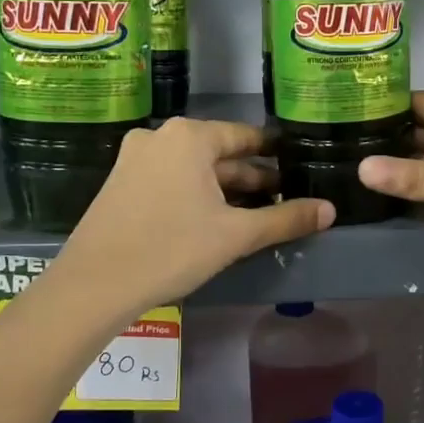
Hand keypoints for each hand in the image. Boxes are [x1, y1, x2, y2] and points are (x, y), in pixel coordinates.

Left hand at [56, 118, 333, 314]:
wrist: (94, 285)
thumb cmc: (171, 249)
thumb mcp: (236, 235)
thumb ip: (286, 218)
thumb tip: (329, 210)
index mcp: (189, 137)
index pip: (246, 137)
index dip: (275, 154)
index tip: (298, 167)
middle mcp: (160, 137)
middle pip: (219, 155)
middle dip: (252, 178)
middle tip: (285, 199)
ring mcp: (135, 160)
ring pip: (194, 170)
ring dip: (225, 190)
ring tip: (256, 214)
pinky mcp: (120, 185)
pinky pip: (171, 181)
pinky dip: (196, 196)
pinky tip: (214, 222)